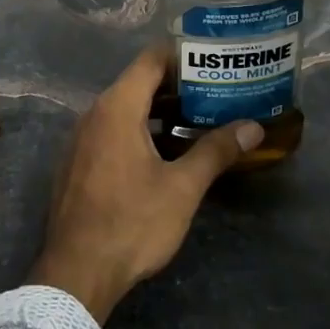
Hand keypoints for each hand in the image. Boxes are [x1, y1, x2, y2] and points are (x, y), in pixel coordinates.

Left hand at [28, 47, 261, 323]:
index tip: (213, 58)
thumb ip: (216, 151)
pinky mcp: (77, 163)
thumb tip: (253, 127)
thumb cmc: (131, 223)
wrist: (76, 274)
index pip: (151, 60)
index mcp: (117, 108)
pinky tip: (165, 151)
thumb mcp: (182, 187)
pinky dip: (139, 130)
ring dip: (159, 110)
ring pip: (125, 109)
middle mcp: (94, 114)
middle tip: (216, 90)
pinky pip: (111, 131)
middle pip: (138, 82)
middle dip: (177, 85)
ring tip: (198, 118)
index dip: (182, 54)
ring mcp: (81, 139)